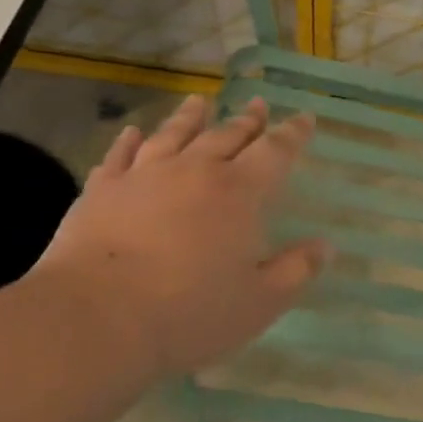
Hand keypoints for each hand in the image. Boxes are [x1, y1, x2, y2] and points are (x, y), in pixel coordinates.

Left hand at [29, 95, 329, 377]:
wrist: (96, 319)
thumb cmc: (189, 313)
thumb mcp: (260, 302)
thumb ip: (296, 270)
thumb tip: (325, 246)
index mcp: (238, 193)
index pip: (275, 151)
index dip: (293, 134)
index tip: (305, 118)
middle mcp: (194, 171)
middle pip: (227, 135)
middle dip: (248, 120)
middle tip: (258, 105)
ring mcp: (144, 175)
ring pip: (173, 134)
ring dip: (191, 117)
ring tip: (200, 102)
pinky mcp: (102, 190)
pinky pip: (119, 155)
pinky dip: (128, 141)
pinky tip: (132, 132)